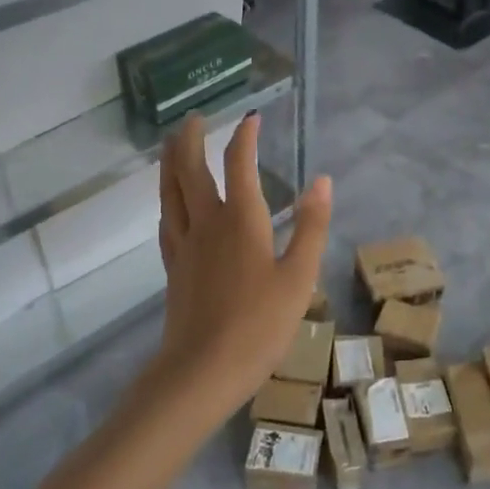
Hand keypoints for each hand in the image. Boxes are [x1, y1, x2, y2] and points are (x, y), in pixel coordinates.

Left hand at [151, 113, 331, 420]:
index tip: (251, 118)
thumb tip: (322, 181)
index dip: (244, 137)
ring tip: (170, 143)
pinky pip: (166, 220)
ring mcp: (184, 245)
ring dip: (170, 162)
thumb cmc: (259, 325)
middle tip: (194, 117)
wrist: (202, 371)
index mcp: (241, 221)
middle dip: (191, 139)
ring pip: (170, 191)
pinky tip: (170, 202)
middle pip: (190, 170)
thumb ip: (310, 227)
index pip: (239, 165)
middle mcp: (207, 223)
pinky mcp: (173, 267)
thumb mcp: (299, 277)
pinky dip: (168, 199)